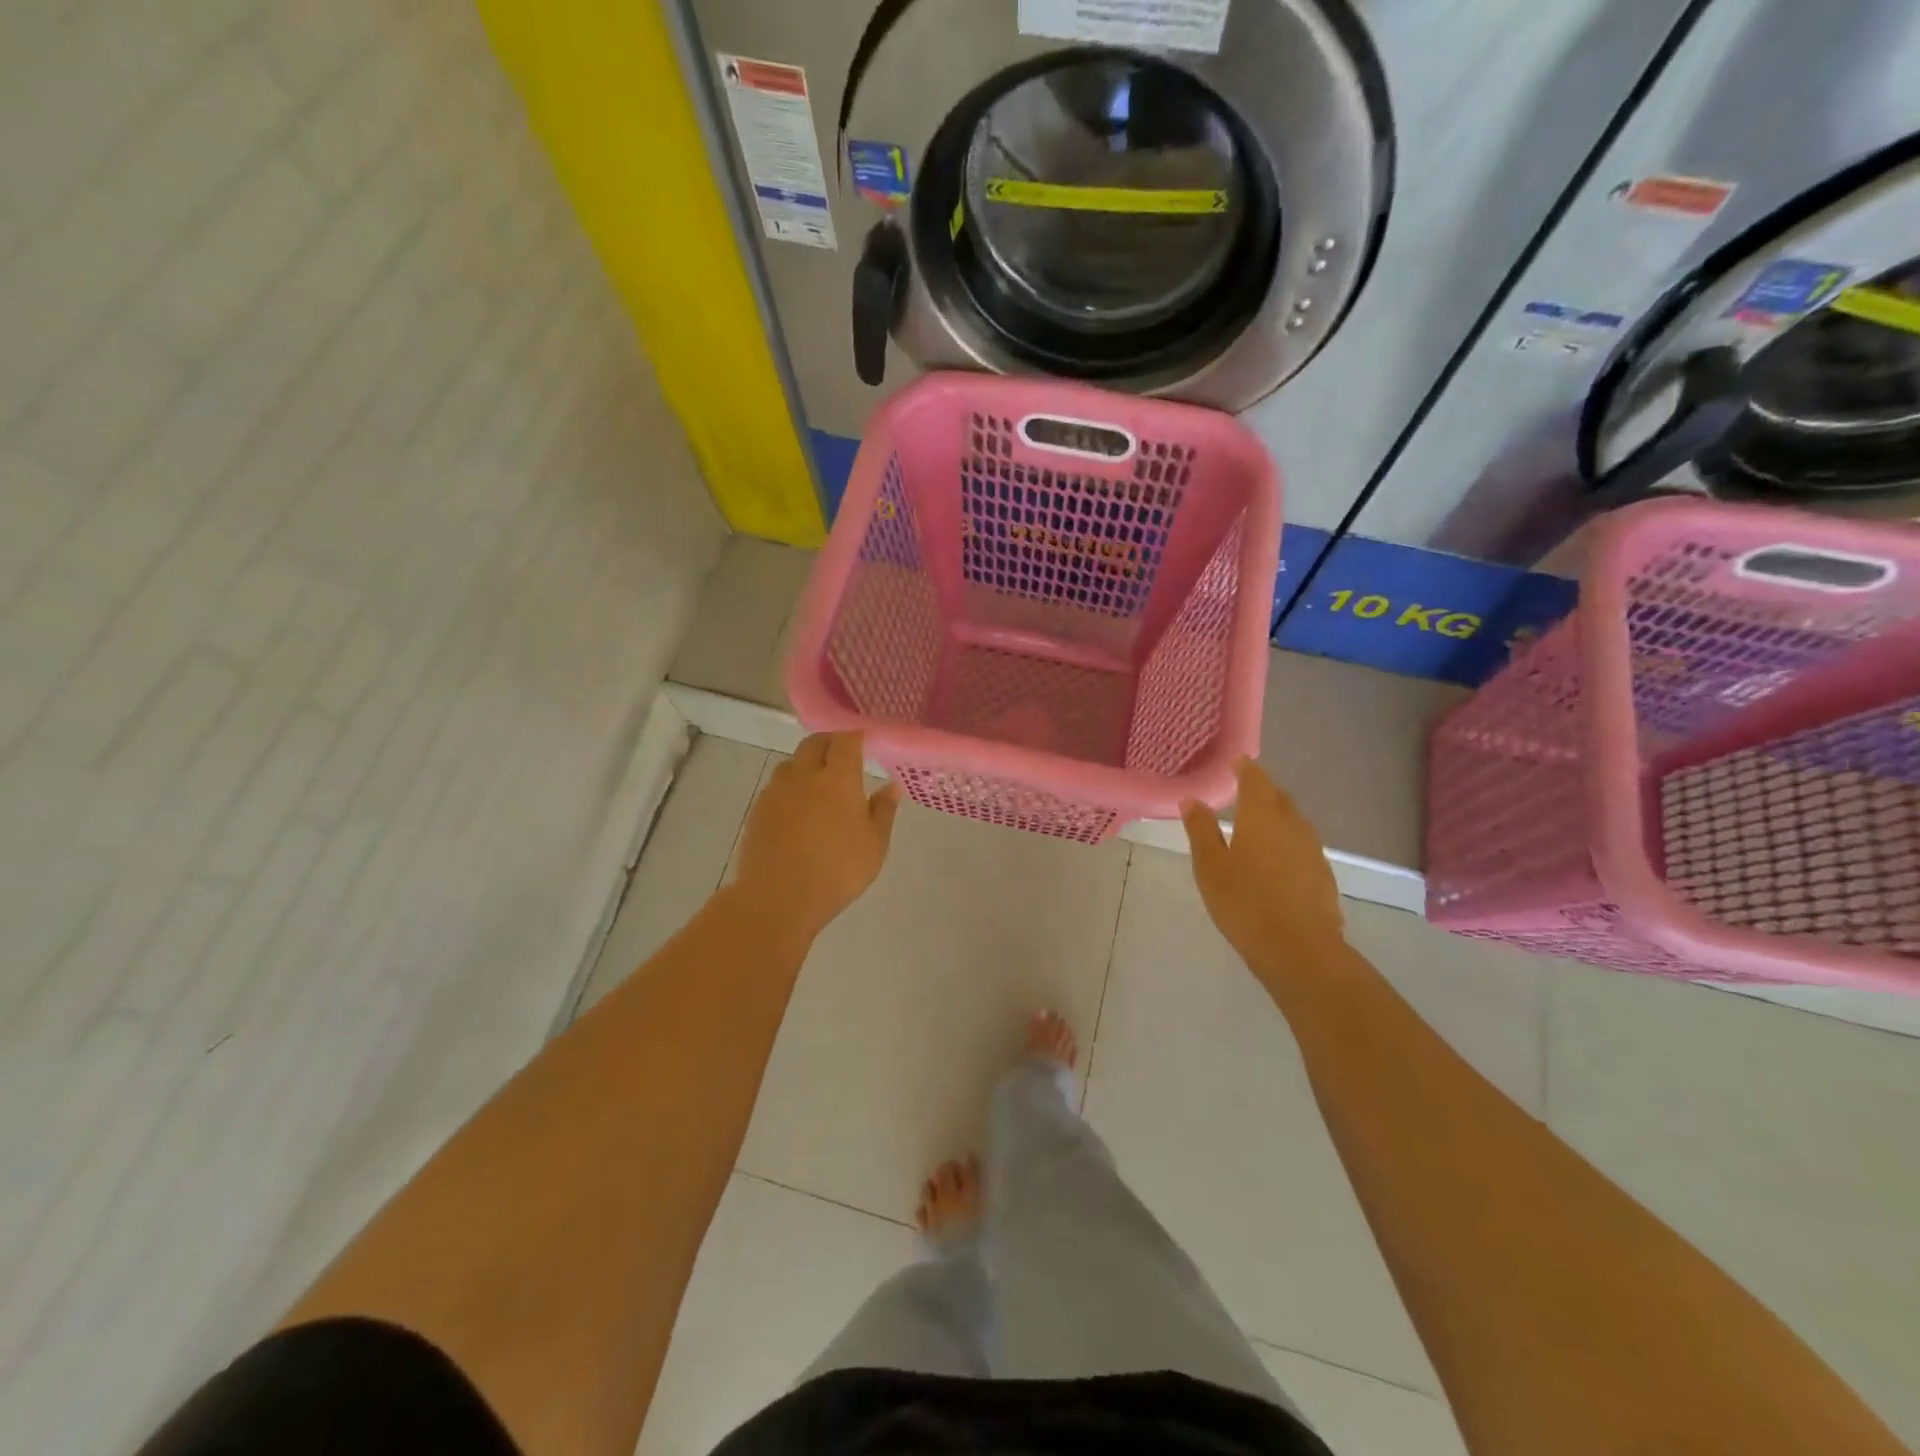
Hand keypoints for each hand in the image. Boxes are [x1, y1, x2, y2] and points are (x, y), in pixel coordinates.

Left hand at [734, 732, 900, 940]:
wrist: (777, 898)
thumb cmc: (837, 872)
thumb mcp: (875, 845)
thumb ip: (883, 811)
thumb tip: (891, 786)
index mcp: (838, 780)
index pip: (846, 741)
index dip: (857, 736)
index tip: (867, 741)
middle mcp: (804, 776)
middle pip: (814, 743)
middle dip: (830, 743)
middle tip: (844, 756)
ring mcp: (777, 792)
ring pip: (792, 763)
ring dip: (807, 763)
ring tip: (820, 783)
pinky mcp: (758, 810)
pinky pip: (777, 787)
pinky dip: (791, 787)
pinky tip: (798, 809)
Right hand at [1182, 759, 1344, 980]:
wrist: (1299, 949)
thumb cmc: (1244, 902)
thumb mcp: (1210, 866)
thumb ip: (1201, 830)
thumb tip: (1192, 800)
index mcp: (1262, 816)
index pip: (1255, 780)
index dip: (1245, 769)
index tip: (1236, 761)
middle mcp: (1292, 824)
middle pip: (1278, 798)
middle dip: (1261, 791)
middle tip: (1242, 792)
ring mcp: (1312, 850)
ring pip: (1292, 822)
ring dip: (1275, 818)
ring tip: (1256, 827)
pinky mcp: (1323, 874)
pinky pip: (1301, 846)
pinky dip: (1286, 844)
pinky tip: (1275, 862)